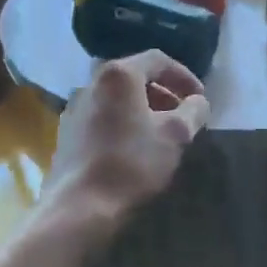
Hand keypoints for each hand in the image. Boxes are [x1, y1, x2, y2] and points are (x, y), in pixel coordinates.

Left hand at [45, 51, 210, 233]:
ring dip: (142, 109)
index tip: (200, 99)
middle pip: (134, 77)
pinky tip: (133, 147)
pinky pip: (102, 117)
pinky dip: (123, 122)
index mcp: (118, 75)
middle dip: (163, 93)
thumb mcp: (176, 135)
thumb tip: (198, 101)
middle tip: (182, 115)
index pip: (158, 60)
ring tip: (161, 133)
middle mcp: (91, 83)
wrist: (80, 205)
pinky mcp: (66, 133)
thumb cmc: (132, 163)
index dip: (184, 76)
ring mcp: (74, 108)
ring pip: (116, 98)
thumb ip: (193, 111)